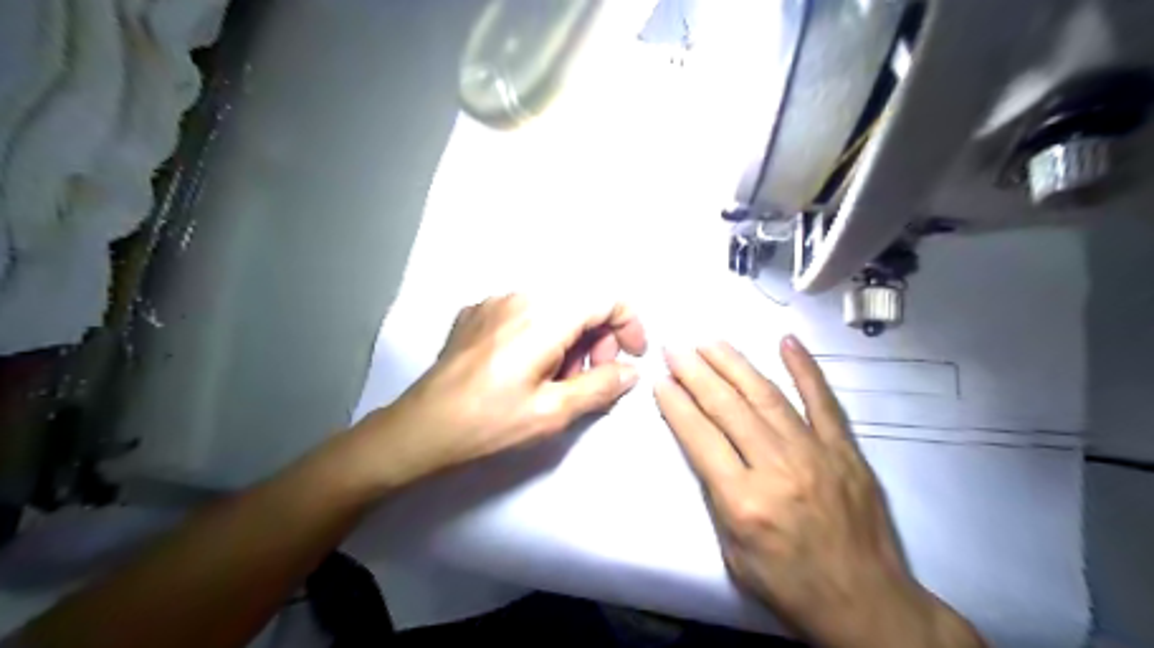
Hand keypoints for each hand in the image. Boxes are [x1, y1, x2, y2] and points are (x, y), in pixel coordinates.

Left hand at [353, 290, 644, 488]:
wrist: (421, 428)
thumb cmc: (489, 422)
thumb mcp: (553, 412)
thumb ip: (600, 386)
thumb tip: (630, 371)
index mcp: (545, 316)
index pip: (606, 299)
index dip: (629, 325)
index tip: (630, 358)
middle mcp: (520, 296)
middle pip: (580, 302)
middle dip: (598, 337)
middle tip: (592, 377)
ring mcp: (494, 301)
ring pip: (553, 307)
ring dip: (570, 337)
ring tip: (558, 378)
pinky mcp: (476, 312)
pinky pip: (524, 312)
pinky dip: (542, 333)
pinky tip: (527, 368)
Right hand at [659, 338, 982, 647]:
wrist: (866, 604)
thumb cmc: (790, 585)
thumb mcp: (733, 553)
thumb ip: (717, 495)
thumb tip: (705, 445)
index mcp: (744, 500)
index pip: (699, 437)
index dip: (676, 404)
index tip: (660, 379)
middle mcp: (776, 468)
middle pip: (728, 408)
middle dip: (696, 373)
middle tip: (675, 348)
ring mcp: (815, 453)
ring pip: (767, 396)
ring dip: (734, 365)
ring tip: (710, 342)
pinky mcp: (845, 450)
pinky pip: (823, 401)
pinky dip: (805, 368)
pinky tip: (786, 342)